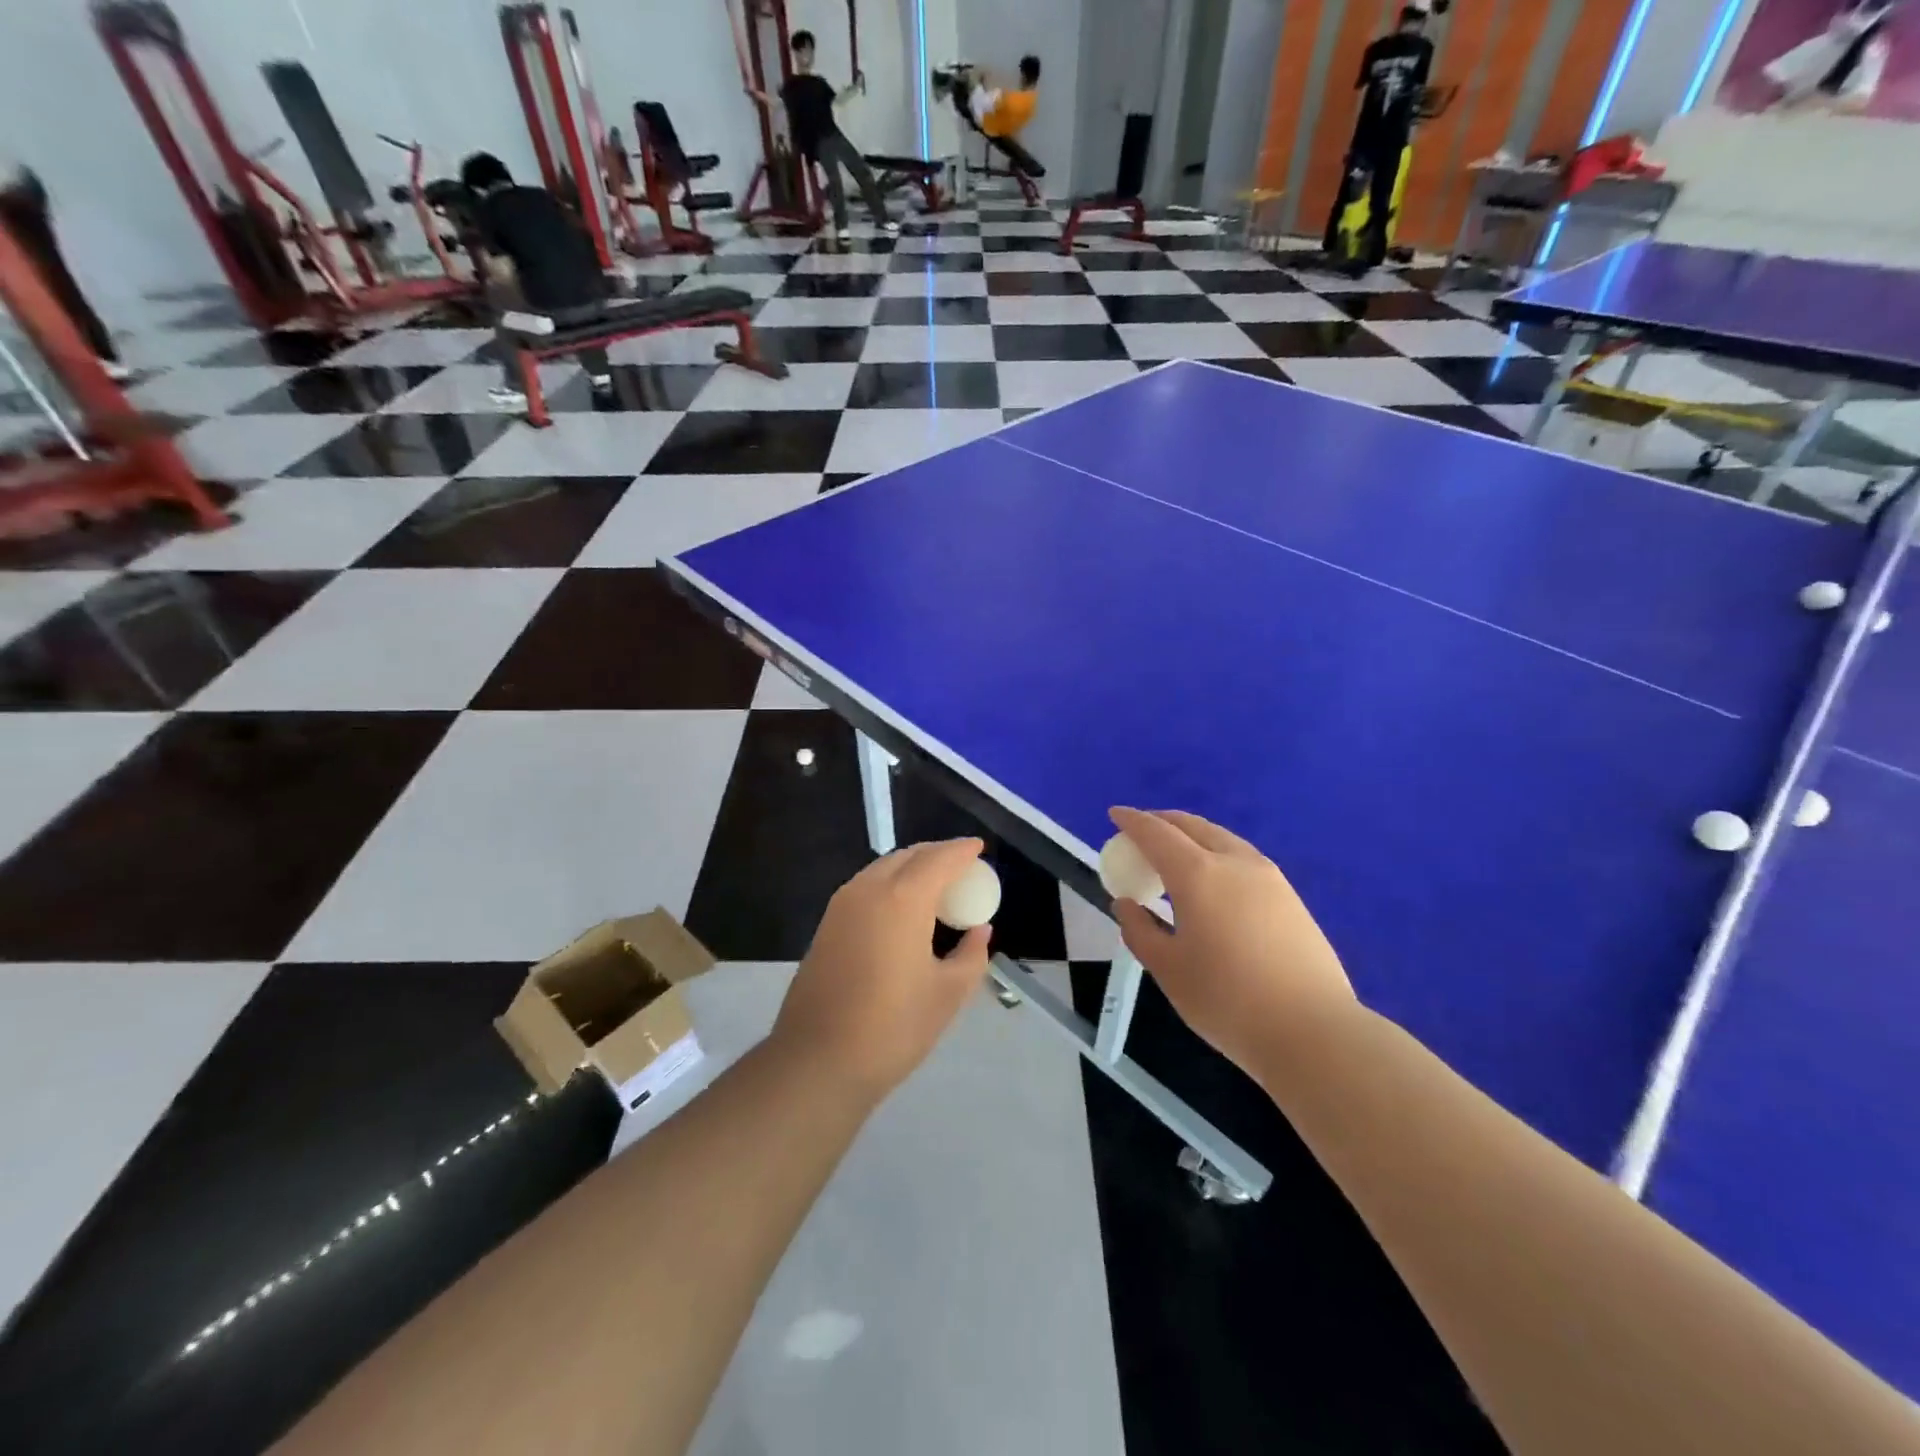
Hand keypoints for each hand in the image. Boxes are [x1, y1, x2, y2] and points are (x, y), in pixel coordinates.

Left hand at [772, 839, 992, 1100]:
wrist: (817, 1061)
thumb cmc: (892, 1028)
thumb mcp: (947, 995)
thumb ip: (970, 955)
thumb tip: (979, 930)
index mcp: (902, 899)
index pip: (938, 859)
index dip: (962, 850)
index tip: (979, 848)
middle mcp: (868, 890)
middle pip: (907, 856)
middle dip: (936, 854)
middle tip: (961, 866)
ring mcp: (841, 906)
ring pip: (882, 869)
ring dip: (911, 867)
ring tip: (935, 886)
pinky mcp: (826, 925)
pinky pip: (865, 887)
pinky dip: (890, 884)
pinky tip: (902, 909)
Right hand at [1108, 808, 1354, 1074]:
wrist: (1313, 1032)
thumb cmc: (1227, 1000)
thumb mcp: (1168, 969)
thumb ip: (1140, 931)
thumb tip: (1127, 904)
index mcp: (1198, 875)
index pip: (1157, 834)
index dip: (1132, 822)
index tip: (1115, 815)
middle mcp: (1234, 862)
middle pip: (1193, 826)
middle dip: (1163, 822)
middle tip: (1141, 833)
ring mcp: (1269, 877)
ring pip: (1222, 839)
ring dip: (1192, 836)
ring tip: (1176, 856)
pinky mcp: (1291, 897)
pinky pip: (1243, 858)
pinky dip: (1216, 854)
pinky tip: (1214, 881)